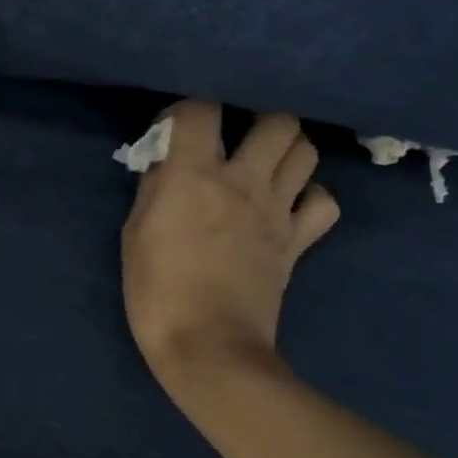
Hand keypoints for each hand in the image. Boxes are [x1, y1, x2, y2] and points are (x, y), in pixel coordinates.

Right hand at [121, 101, 338, 395]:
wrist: (208, 347)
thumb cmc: (157, 292)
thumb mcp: (134, 234)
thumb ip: (153, 189)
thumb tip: (166, 164)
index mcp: (194, 174)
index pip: (199, 109)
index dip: (186, 111)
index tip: (175, 131)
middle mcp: (243, 180)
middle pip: (277, 120)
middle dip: (256, 122)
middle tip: (235, 142)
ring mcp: (277, 211)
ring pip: (306, 151)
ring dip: (287, 151)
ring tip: (263, 166)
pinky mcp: (298, 242)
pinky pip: (324, 203)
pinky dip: (310, 198)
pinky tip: (288, 207)